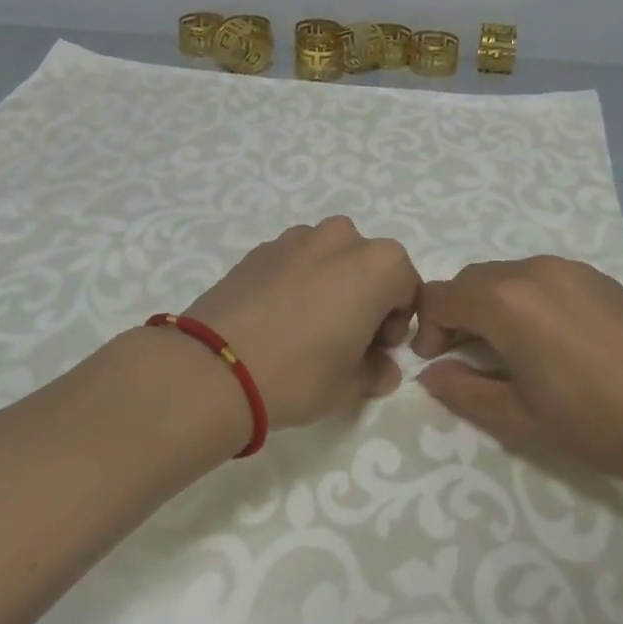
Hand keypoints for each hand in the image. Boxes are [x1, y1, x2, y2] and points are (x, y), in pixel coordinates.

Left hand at [185, 217, 420, 431]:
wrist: (215, 366)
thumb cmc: (299, 373)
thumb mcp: (350, 384)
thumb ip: (375, 371)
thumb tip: (381, 369)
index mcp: (377, 264)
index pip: (407, 287)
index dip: (397, 323)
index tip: (377, 352)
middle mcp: (340, 238)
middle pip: (368, 265)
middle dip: (365, 298)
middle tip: (346, 340)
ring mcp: (294, 239)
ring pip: (328, 259)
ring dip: (330, 285)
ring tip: (307, 329)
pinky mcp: (258, 250)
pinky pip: (293, 262)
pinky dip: (296, 282)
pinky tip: (276, 320)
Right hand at [412, 256, 622, 492]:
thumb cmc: (596, 424)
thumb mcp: (518, 417)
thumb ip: (464, 390)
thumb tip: (431, 373)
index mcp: (507, 301)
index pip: (442, 296)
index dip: (428, 328)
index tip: (434, 362)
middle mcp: (534, 271)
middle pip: (473, 280)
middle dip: (456, 313)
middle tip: (462, 356)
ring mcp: (572, 270)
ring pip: (508, 276)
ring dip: (491, 304)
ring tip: (505, 349)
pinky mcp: (600, 280)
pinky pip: (543, 278)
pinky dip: (526, 300)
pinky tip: (547, 339)